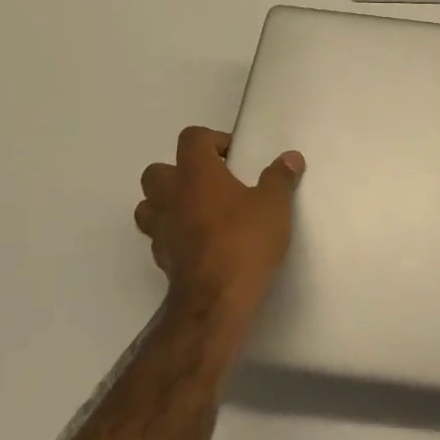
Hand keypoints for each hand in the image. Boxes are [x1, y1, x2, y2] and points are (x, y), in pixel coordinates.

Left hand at [135, 126, 304, 330]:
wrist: (216, 301)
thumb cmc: (245, 242)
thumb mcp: (274, 205)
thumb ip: (280, 178)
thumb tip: (290, 157)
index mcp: (196, 173)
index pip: (192, 138)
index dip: (212, 140)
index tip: (235, 157)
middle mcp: (171, 195)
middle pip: (158, 170)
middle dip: (181, 171)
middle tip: (212, 183)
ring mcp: (161, 229)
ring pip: (149, 204)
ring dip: (168, 203)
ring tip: (199, 211)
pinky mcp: (161, 258)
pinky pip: (160, 235)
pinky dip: (174, 233)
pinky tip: (199, 242)